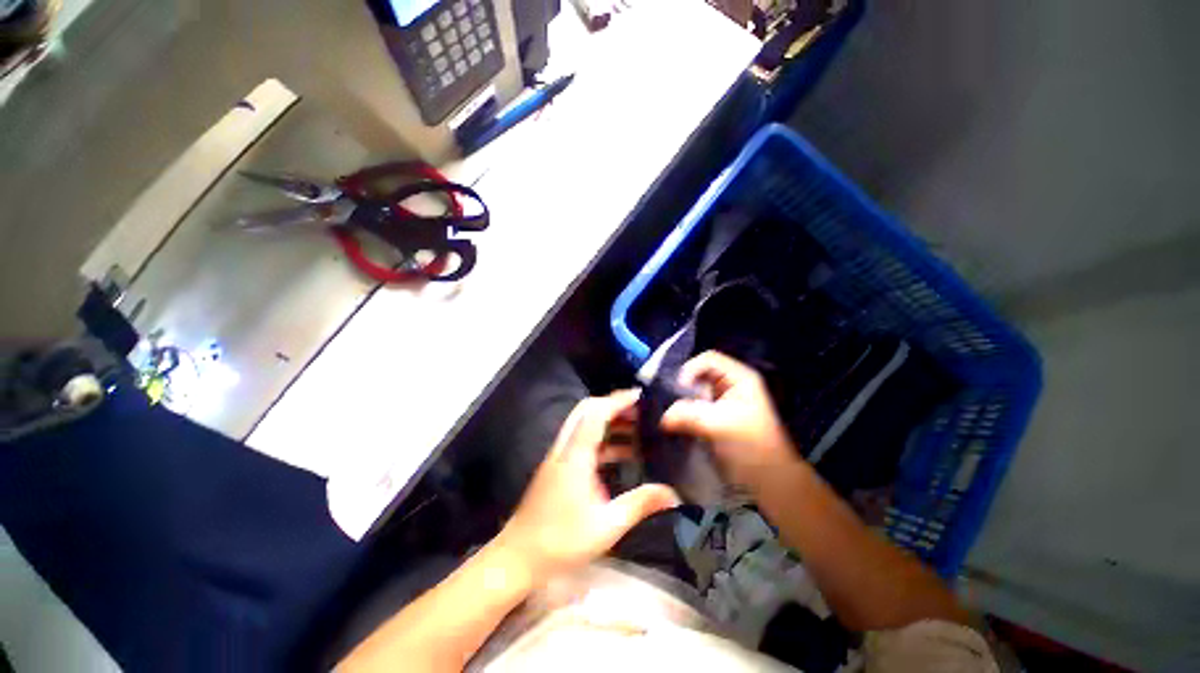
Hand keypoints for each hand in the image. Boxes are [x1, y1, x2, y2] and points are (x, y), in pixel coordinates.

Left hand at [497, 390, 680, 577]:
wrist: (518, 557)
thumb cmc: (562, 542)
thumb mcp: (608, 526)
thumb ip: (640, 504)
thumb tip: (673, 494)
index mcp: (575, 456)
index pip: (596, 413)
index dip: (618, 400)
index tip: (641, 396)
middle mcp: (565, 448)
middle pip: (586, 410)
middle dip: (613, 405)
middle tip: (640, 411)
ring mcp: (559, 455)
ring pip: (583, 424)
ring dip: (608, 421)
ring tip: (637, 430)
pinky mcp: (558, 465)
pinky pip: (581, 440)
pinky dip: (602, 439)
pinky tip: (622, 454)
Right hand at [660, 351, 798, 486]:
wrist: (769, 482)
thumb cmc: (752, 448)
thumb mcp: (721, 426)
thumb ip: (689, 416)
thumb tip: (662, 416)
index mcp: (739, 378)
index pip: (708, 359)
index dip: (690, 370)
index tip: (677, 390)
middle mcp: (730, 384)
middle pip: (698, 374)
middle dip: (682, 387)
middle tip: (667, 402)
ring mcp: (722, 401)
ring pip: (694, 391)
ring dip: (680, 402)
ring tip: (668, 414)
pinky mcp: (714, 417)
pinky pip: (693, 407)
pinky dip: (682, 413)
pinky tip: (674, 423)